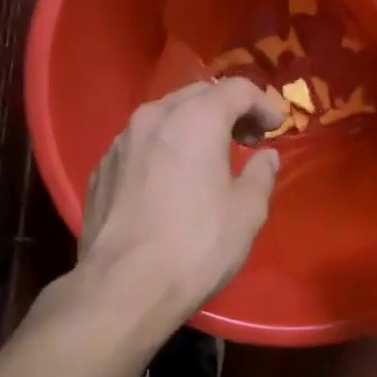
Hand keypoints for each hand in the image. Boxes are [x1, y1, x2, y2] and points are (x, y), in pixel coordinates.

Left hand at [78, 79, 284, 321]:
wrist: (124, 286)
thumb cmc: (197, 245)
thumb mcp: (247, 212)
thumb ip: (261, 174)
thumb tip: (266, 156)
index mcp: (195, 119)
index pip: (236, 89)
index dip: (262, 104)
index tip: (275, 128)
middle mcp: (153, 118)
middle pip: (198, 94)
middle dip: (227, 110)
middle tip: (247, 140)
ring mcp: (120, 142)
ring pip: (164, 116)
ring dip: (192, 127)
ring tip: (208, 159)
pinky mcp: (101, 169)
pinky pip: (139, 145)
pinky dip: (162, 149)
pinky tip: (170, 181)